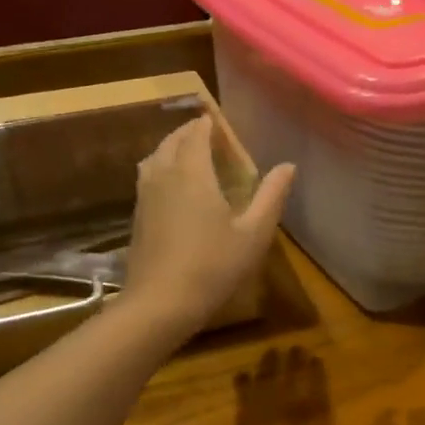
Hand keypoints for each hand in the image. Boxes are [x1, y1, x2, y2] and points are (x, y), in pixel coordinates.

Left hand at [123, 116, 294, 337]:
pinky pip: (147, 176)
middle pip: (172, 140)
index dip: (208, 123)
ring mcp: (145, 195)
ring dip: (172, 147)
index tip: (221, 121)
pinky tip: (173, 187)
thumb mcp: (253, 234)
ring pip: (155, 157)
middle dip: (189, 132)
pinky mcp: (136, 215)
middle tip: (209, 135)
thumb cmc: (213, 266)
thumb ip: (271, 196)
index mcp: (192, 172)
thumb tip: (288, 166)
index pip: (197, 133)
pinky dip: (161, 167)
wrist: (159, 303)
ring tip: (190, 154)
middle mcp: (164, 174)